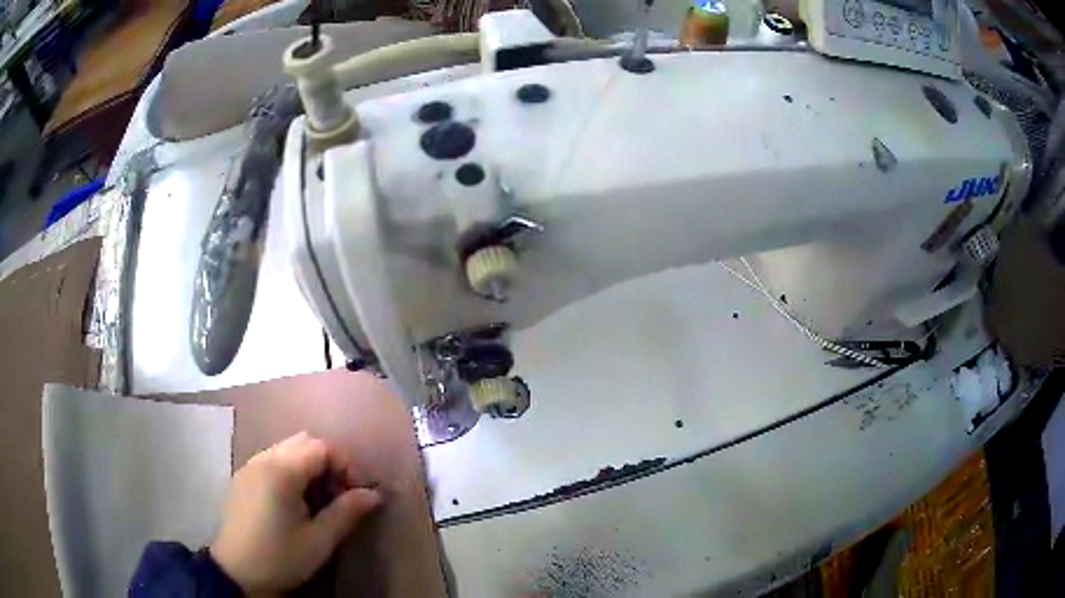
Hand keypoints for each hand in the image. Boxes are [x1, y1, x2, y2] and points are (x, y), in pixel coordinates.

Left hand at [210, 432, 381, 592]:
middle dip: (328, 463)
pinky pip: (273, 460)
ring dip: (310, 467)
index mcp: (281, 471)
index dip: (345, 465)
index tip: (356, 493)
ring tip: (319, 501)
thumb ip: (346, 513)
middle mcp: (263, 459)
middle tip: (339, 495)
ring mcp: (250, 466)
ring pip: (288, 449)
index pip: (321, 447)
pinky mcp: (243, 477)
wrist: (236, 572)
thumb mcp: (319, 541)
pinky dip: (292, 471)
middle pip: (304, 441)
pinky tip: (295, 502)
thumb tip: (373, 494)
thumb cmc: (280, 557)